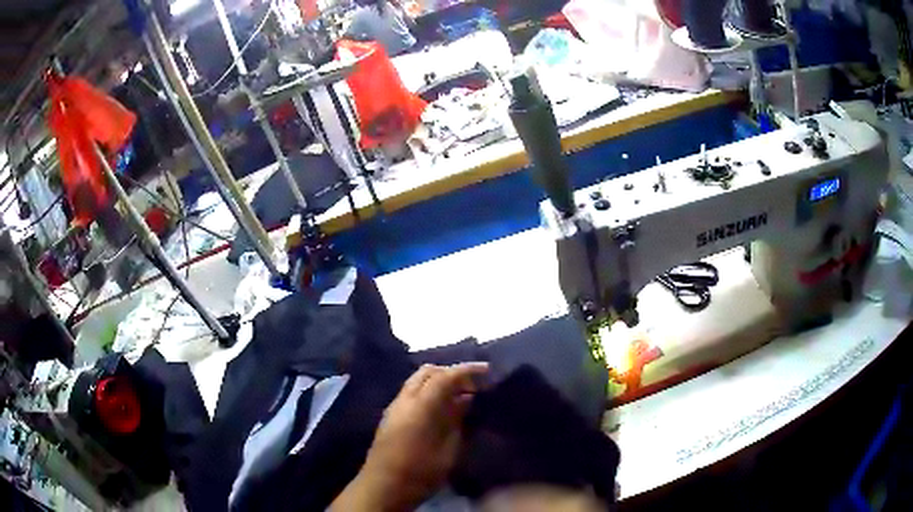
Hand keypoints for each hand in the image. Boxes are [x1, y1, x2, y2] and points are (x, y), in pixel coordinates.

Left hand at [331, 363, 488, 511]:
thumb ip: (456, 420)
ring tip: (460, 395)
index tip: (486, 370)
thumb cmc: (420, 473)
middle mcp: (404, 400)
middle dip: (451, 373)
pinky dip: (428, 391)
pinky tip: (442, 407)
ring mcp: (394, 406)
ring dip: (439, 381)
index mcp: (419, 407)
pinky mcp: (390, 416)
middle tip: (473, 385)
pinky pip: (411, 392)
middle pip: (428, 372)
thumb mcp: (447, 450)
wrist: (383, 487)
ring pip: (417, 380)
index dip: (466, 370)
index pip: (444, 376)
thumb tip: (465, 399)